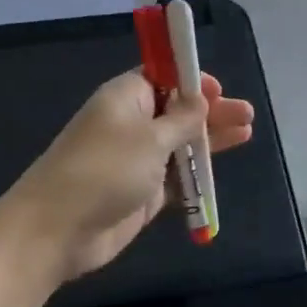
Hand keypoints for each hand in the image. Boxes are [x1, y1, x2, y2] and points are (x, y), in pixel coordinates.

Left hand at [6, 70, 254, 280]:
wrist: (59, 229)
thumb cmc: (104, 170)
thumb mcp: (150, 138)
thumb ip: (182, 119)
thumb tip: (201, 98)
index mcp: (126, 98)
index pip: (162, 77)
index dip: (190, 80)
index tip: (218, 89)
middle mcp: (132, 124)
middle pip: (178, 110)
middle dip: (211, 110)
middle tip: (246, 114)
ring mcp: (138, 160)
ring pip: (181, 143)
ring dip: (210, 139)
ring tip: (246, 132)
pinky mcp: (144, 192)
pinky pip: (177, 176)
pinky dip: (197, 172)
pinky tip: (220, 168)